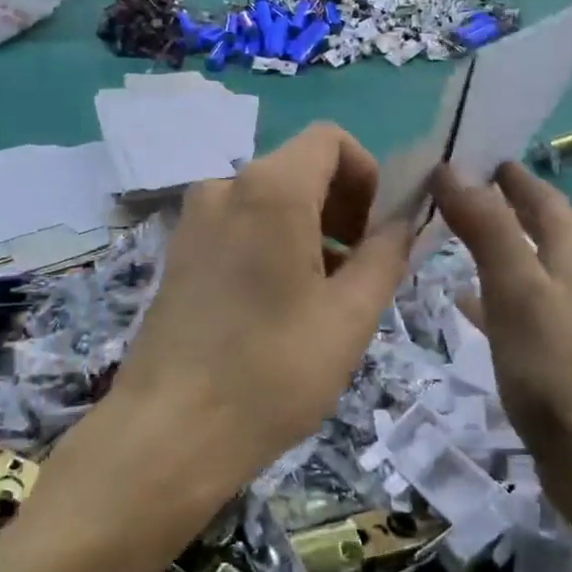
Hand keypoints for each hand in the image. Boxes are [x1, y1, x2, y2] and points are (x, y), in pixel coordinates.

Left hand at [108, 123, 413, 501]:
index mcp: (269, 189)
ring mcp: (192, 220)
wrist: (169, 431)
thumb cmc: (272, 371)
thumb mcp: (350, 316)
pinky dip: (269, 245)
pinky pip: (237, 227)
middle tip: (356, 273)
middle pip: (298, 169)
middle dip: (339, 208)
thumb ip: (386, 255)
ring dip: (306, 231)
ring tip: (319, 300)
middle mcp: (224, 187)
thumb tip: (402, 223)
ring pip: (267, 201)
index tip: (373, 233)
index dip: (366, 175)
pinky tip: (275, 308)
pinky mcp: (176, 253)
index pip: (330, 139)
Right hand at [433, 162, 571, 495]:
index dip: (502, 171)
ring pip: (526, 258)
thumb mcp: (515, 286)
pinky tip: (462, 297)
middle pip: (535, 221)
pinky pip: (519, 298)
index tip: (460, 151)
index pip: (537, 191)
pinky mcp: (559, 345)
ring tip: (446, 231)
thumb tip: (449, 168)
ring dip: (492, 241)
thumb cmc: (554, 365)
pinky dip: (491, 287)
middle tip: (444, 187)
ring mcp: (571, 310)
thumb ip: (485, 225)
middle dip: (495, 201)